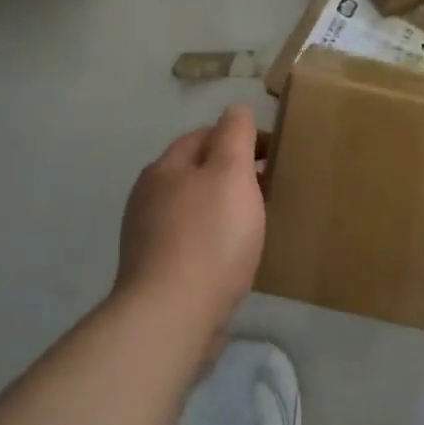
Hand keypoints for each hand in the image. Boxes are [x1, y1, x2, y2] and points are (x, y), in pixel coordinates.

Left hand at [114, 107, 266, 351]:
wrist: (173, 315)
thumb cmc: (210, 236)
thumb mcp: (232, 173)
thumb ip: (235, 135)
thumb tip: (235, 109)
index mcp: (165, 168)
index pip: (204, 136)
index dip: (240, 137)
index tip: (275, 154)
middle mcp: (149, 198)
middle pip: (196, 172)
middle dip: (232, 173)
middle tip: (270, 186)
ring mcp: (148, 238)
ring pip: (194, 208)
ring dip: (223, 207)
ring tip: (257, 220)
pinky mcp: (156, 273)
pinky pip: (191, 242)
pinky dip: (214, 239)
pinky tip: (234, 255)